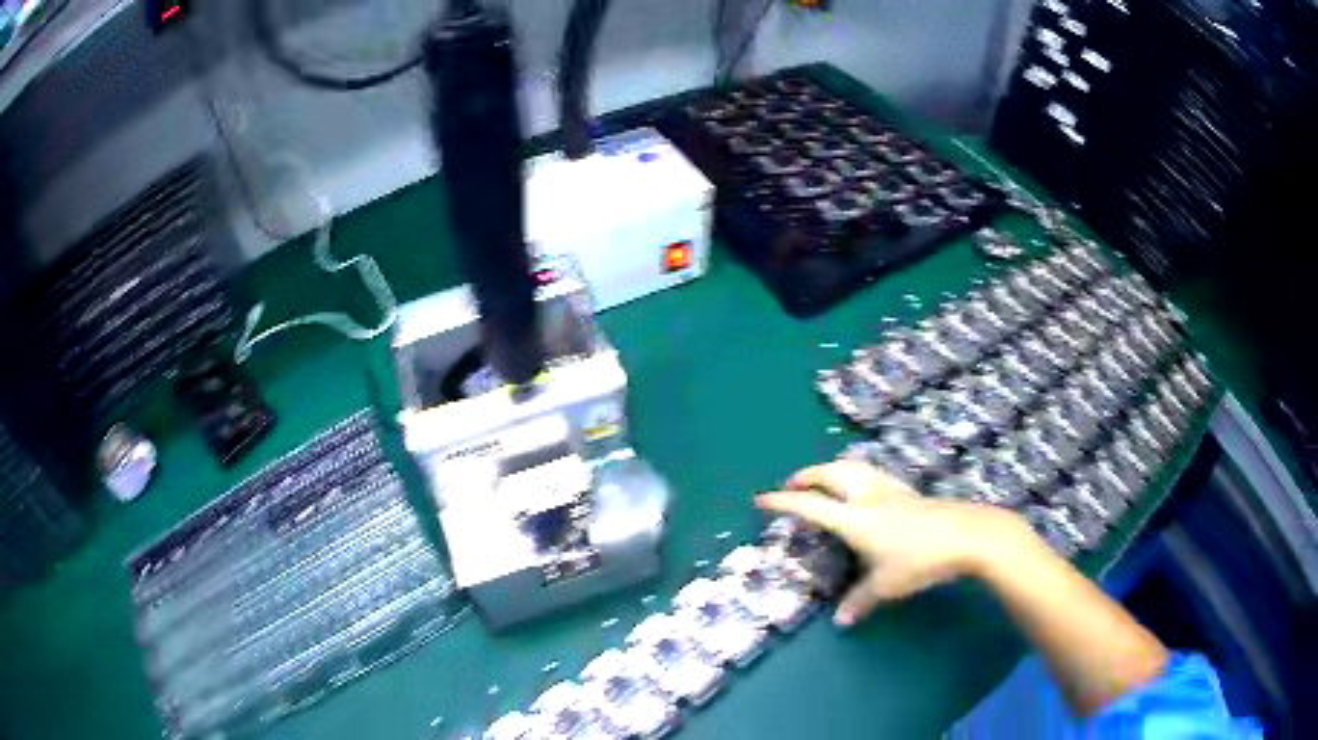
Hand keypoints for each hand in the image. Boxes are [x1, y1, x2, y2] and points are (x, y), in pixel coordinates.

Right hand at [757, 460, 1028, 626]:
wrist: (967, 534)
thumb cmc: (920, 560)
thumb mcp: (886, 586)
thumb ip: (860, 601)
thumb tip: (840, 622)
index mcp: (855, 518)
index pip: (811, 506)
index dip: (784, 502)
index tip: (762, 499)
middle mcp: (868, 496)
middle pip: (831, 474)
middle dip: (808, 475)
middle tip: (793, 483)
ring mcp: (892, 490)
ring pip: (855, 467)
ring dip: (833, 468)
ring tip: (824, 478)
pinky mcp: (909, 491)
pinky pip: (874, 474)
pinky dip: (858, 474)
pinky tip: (866, 487)